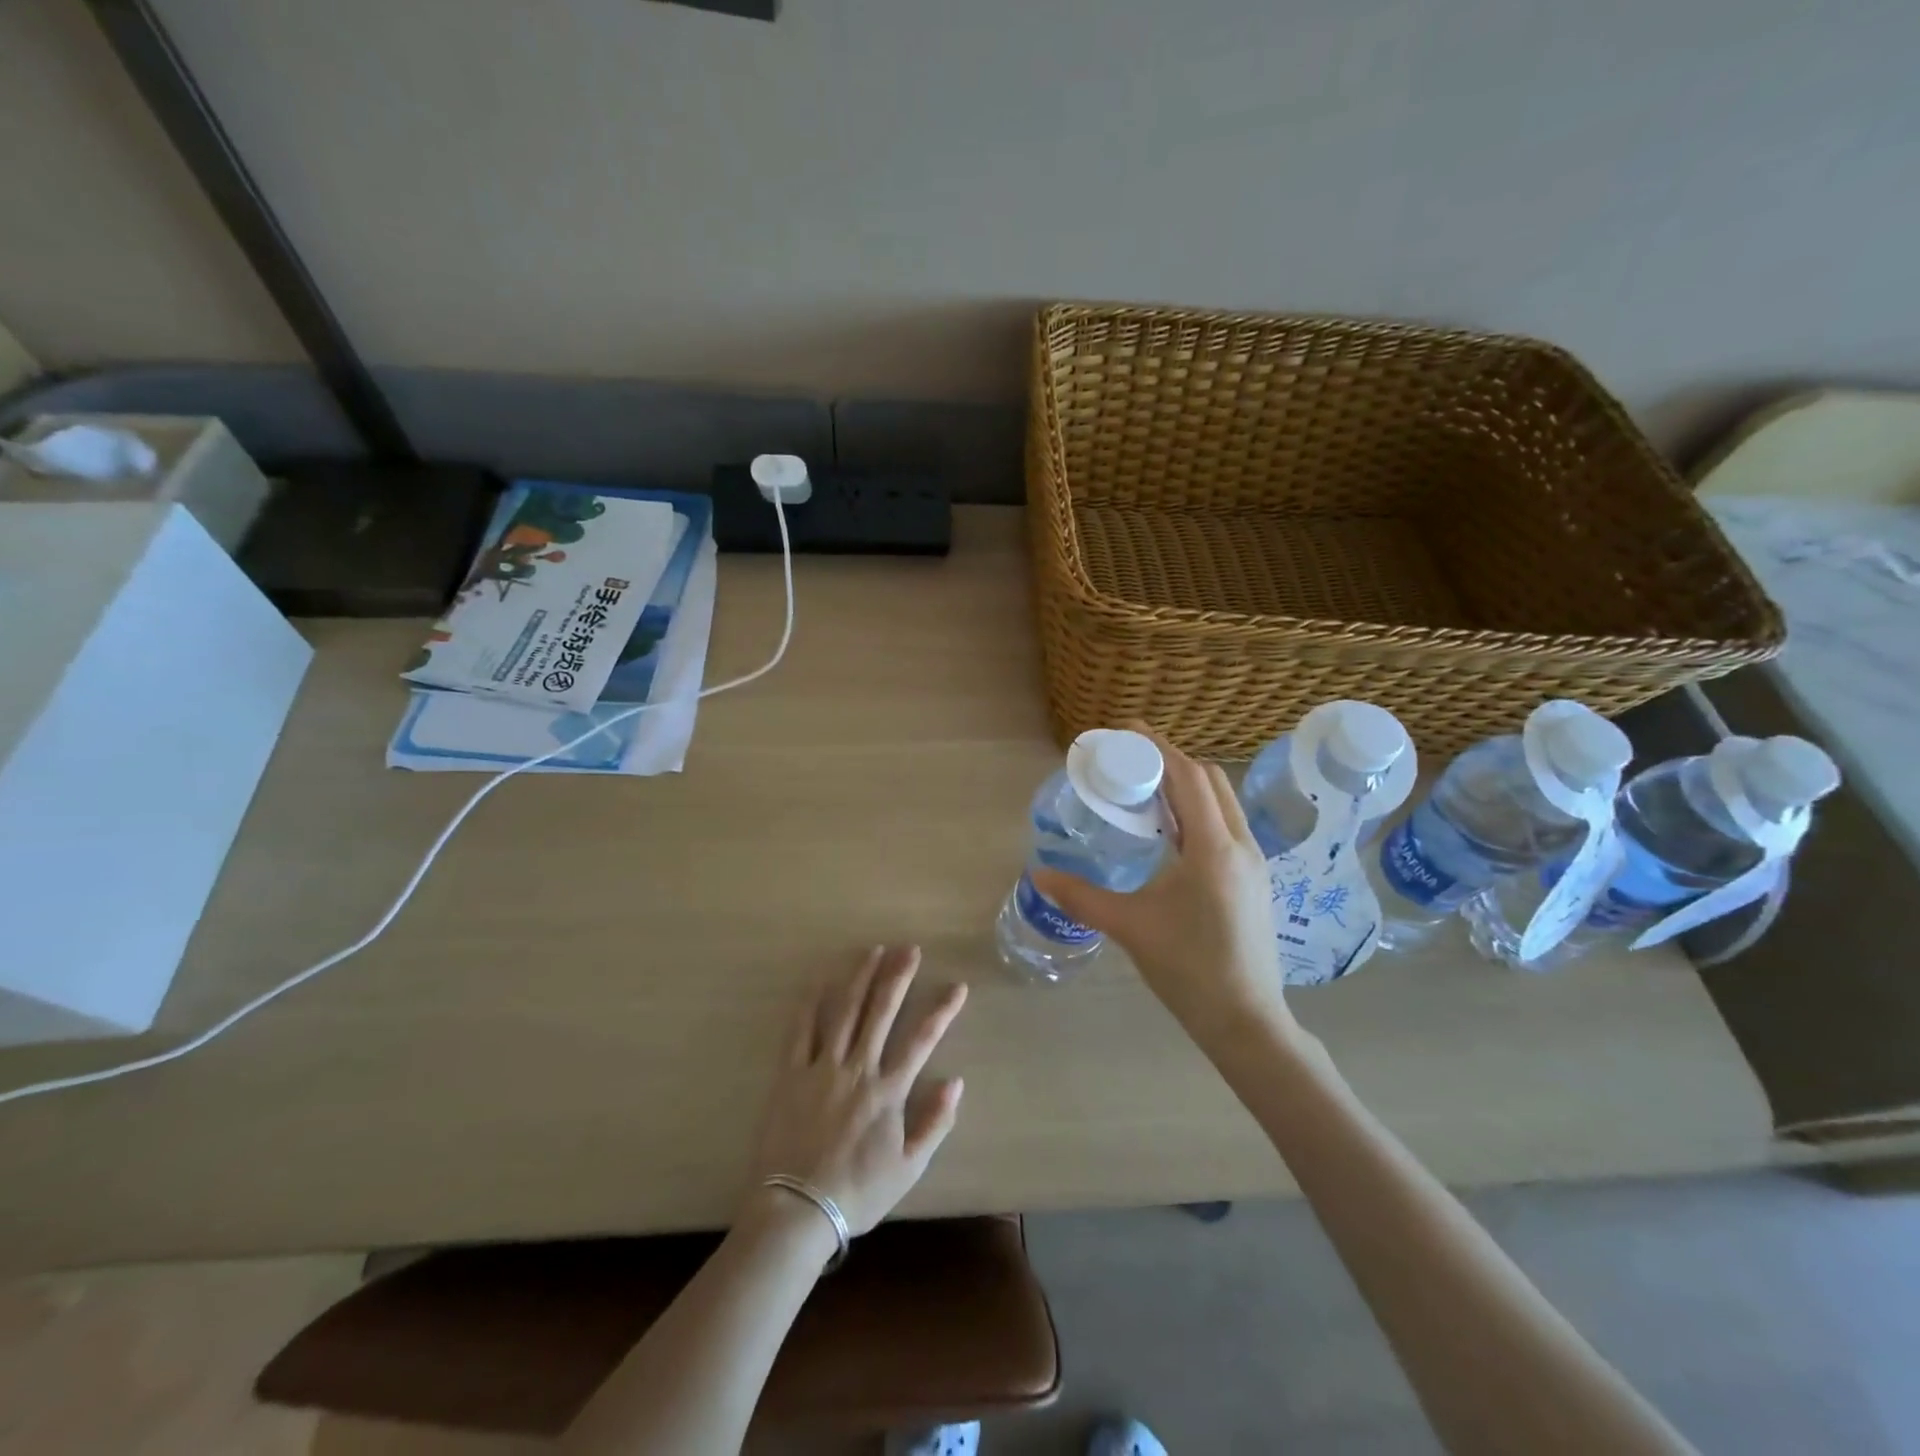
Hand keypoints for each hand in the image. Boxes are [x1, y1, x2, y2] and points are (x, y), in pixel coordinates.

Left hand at [749, 946, 967, 1235]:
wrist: (797, 1210)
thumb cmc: (858, 1190)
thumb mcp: (909, 1168)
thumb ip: (935, 1123)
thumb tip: (956, 1082)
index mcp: (888, 1090)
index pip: (922, 1040)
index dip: (942, 1010)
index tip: (957, 986)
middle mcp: (858, 1068)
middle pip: (881, 1012)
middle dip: (898, 976)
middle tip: (910, 948)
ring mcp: (822, 1067)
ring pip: (844, 1011)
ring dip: (860, 978)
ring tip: (872, 951)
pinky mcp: (792, 1074)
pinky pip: (801, 1031)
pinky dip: (811, 1004)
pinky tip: (820, 981)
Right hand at [1031, 728, 1291, 1045]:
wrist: (1245, 1019)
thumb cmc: (1187, 969)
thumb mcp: (1129, 927)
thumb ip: (1081, 895)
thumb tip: (1038, 874)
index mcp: (1213, 848)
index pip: (1188, 777)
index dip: (1159, 747)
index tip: (1128, 729)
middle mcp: (1241, 844)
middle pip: (1210, 780)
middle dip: (1171, 761)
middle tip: (1131, 761)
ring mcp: (1254, 862)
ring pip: (1223, 801)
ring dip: (1188, 785)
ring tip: (1148, 792)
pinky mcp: (1255, 878)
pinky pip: (1227, 824)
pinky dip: (1200, 810)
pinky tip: (1173, 832)